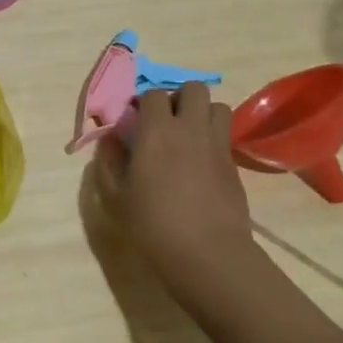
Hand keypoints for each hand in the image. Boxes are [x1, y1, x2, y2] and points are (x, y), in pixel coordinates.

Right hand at [92, 82, 254, 288]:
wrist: (207, 253)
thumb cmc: (153, 225)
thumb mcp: (115, 197)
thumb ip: (108, 162)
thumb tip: (110, 139)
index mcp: (156, 131)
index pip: (152, 94)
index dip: (144, 103)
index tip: (136, 121)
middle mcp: (189, 128)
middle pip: (193, 89)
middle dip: (179, 98)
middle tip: (166, 123)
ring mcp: (216, 143)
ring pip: (217, 106)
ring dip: (202, 113)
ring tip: (189, 136)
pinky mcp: (233, 163)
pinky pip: (225, 134)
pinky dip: (213, 137)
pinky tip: (201, 162)